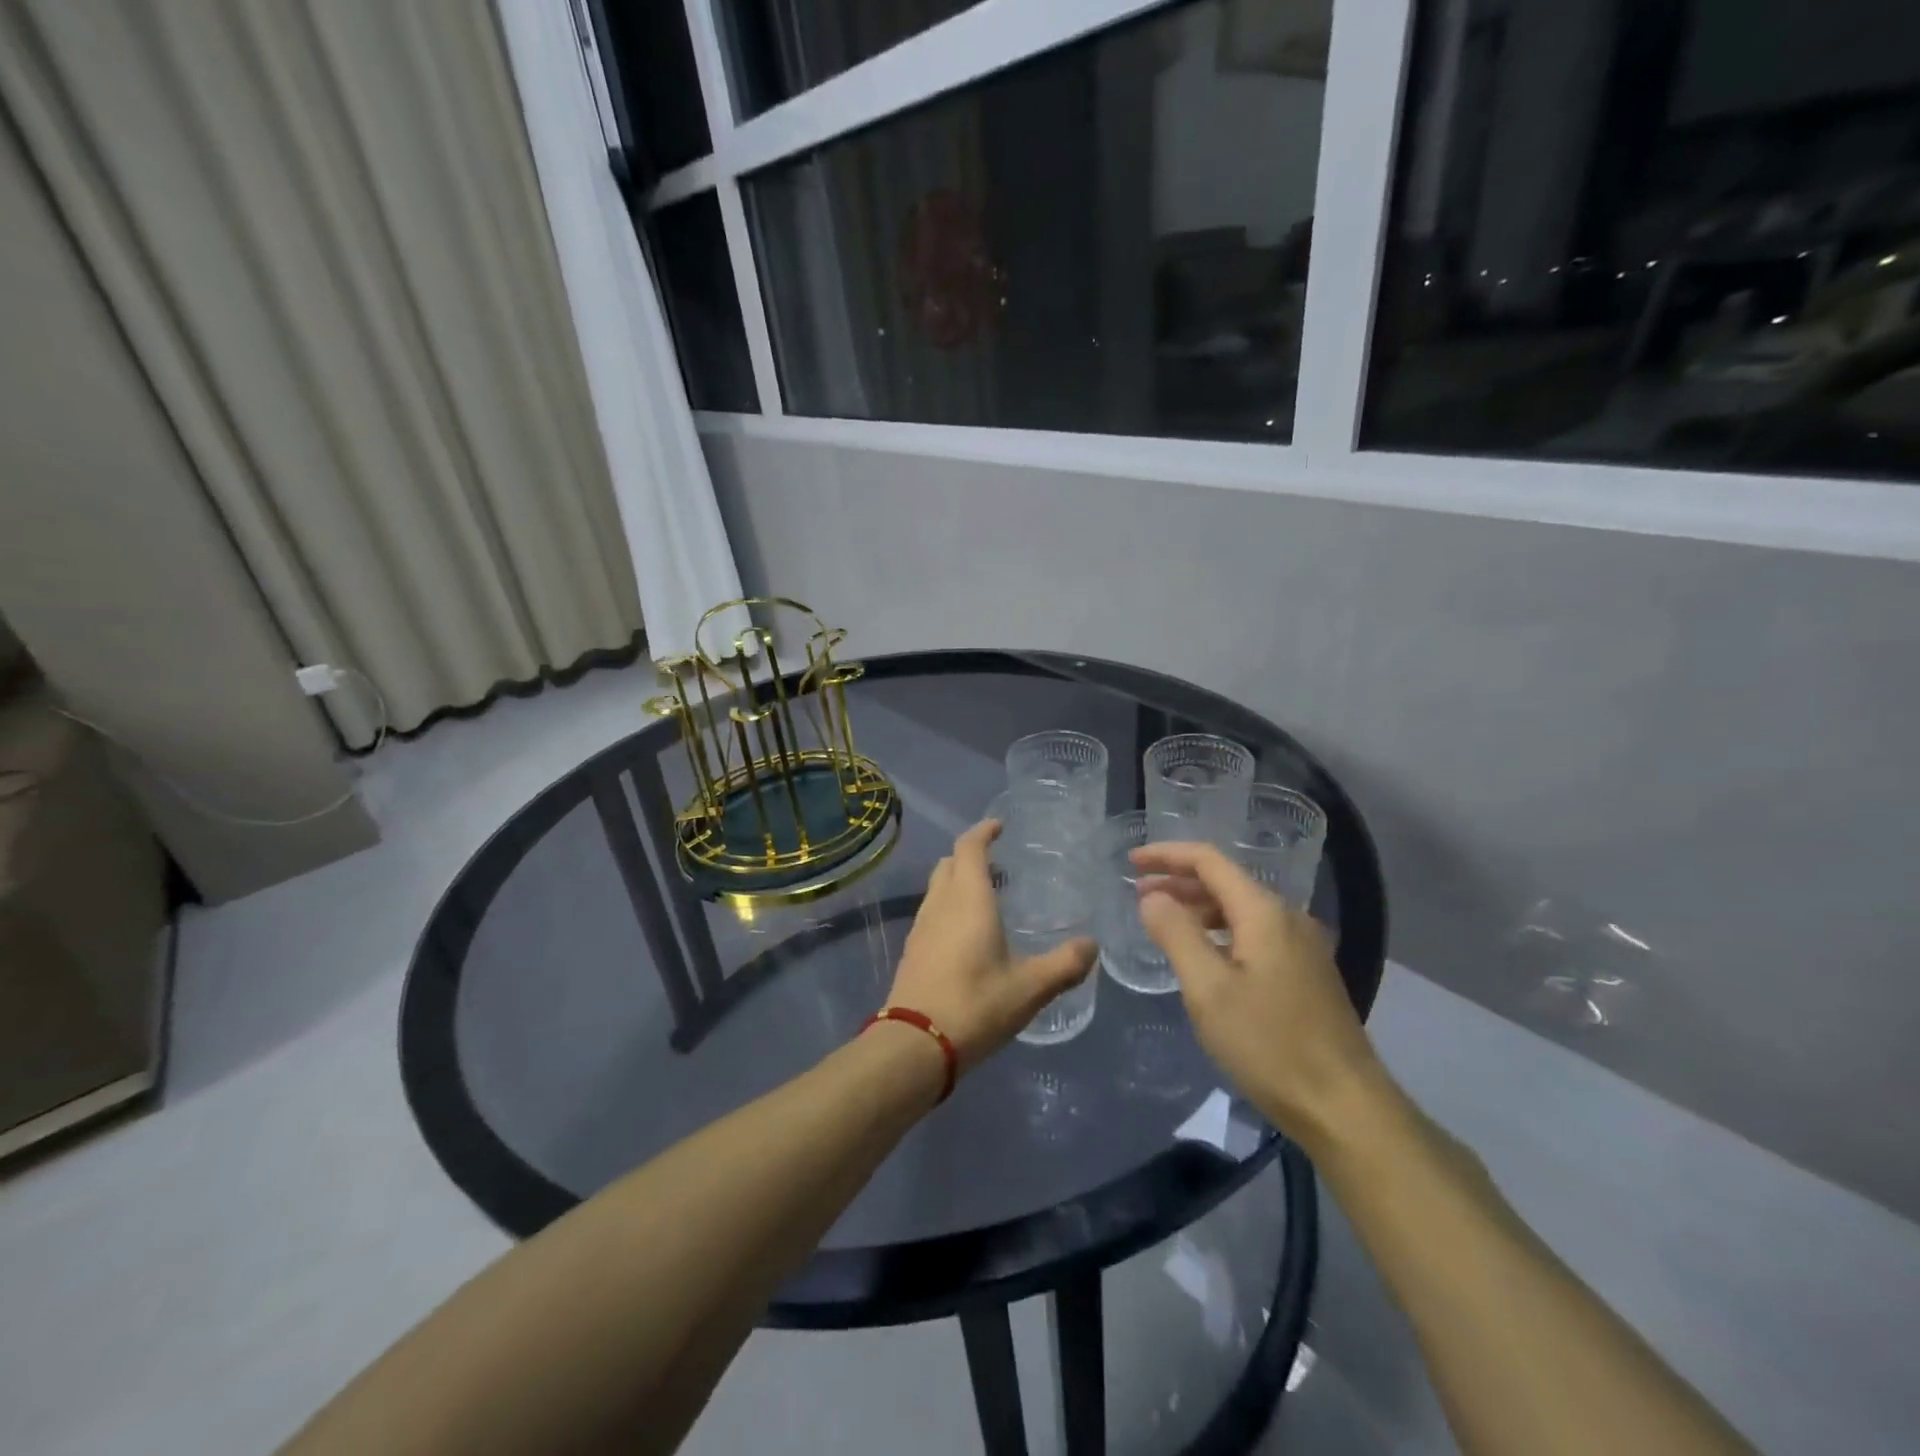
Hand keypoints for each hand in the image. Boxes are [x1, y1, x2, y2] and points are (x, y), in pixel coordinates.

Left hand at [887, 820, 1096, 1072]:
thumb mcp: (1029, 988)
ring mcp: (921, 927)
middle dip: (971, 855)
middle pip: (949, 863)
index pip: (969, 847)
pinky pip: (932, 912)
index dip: (983, 831)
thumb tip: (1091, 945)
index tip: (1000, 826)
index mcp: (968, 899)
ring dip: (958, 881)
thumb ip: (1064, 964)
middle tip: (1000, 863)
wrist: (914, 1045)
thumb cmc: (975, 1005)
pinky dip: (949, 906)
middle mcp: (940, 904)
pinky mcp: (912, 950)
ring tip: (988, 897)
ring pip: (937, 888)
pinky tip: (968, 934)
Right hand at [1133, 842, 1381, 1148]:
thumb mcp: (1209, 989)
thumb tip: (1152, 897)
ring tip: (1163, 922)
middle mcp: (1288, 918)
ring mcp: (1303, 946)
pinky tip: (1204, 955)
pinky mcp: (1307, 974)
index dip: (1167, 855)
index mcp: (1264, 912)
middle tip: (1138, 894)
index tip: (1131, 861)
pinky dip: (1220, 932)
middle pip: (1226, 882)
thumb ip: (1176, 934)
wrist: (1345, 1107)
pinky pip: (1255, 934)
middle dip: (1179, 882)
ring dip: (1199, 908)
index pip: (1209, 861)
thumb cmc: (1269, 1044)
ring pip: (1241, 910)